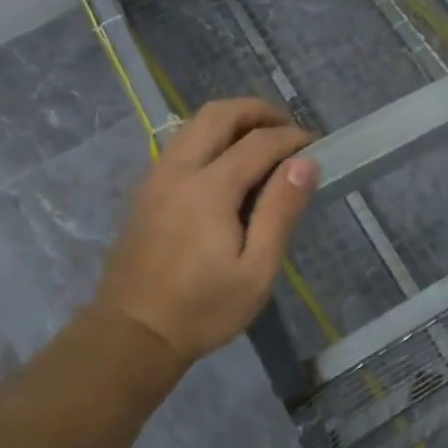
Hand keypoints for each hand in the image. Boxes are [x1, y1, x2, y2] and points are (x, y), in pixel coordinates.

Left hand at [94, 98, 319, 366]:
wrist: (131, 335)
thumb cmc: (202, 309)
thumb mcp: (256, 270)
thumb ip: (280, 211)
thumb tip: (305, 163)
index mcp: (209, 188)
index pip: (259, 142)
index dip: (291, 138)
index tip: (315, 145)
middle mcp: (179, 170)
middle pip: (219, 114)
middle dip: (257, 111)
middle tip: (286, 128)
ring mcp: (157, 177)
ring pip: (195, 124)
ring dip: (231, 120)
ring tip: (260, 140)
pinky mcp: (146, 190)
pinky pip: (181, 143)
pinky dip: (209, 136)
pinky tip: (226, 163)